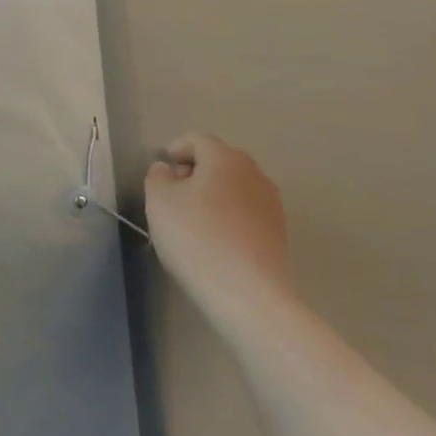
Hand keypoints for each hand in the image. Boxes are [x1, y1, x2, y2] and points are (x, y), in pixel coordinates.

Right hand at [146, 133, 293, 327]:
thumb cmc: (197, 239)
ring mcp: (271, 203)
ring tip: (193, 222)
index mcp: (224, 157)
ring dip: (213, 196)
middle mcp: (253, 172)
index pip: (197, 140)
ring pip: (234, 188)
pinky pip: (246, 213)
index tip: (161, 173)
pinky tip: (215, 242)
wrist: (249, 295)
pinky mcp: (278, 233)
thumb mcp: (159, 201)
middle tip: (173, 197)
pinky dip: (229, 218)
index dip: (176, 150)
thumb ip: (157, 176)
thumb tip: (168, 170)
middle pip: (218, 162)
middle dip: (195, 173)